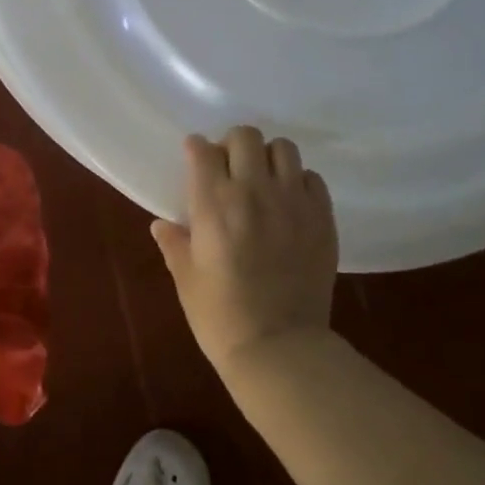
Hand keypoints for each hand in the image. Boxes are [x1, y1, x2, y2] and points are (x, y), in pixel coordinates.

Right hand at [151, 127, 339, 380]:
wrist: (279, 348)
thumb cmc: (220, 316)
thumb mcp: (186, 279)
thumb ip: (174, 244)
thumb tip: (162, 225)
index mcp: (214, 203)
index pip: (203, 150)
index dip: (197, 150)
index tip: (196, 159)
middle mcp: (255, 191)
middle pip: (245, 136)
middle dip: (232, 145)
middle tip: (229, 168)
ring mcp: (293, 202)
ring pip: (283, 148)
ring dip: (268, 157)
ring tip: (262, 180)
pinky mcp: (322, 218)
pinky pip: (311, 178)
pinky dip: (297, 181)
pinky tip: (288, 203)